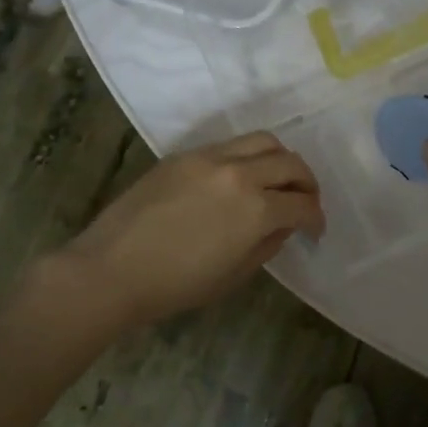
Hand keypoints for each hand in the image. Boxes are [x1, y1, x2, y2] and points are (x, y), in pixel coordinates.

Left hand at [59, 132, 324, 328]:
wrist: (111, 270)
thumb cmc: (176, 286)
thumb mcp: (234, 274)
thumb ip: (267, 244)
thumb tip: (283, 226)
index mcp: (256, 209)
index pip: (303, 204)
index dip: (316, 218)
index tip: (315, 229)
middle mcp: (240, 173)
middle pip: (290, 162)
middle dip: (307, 183)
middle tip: (304, 201)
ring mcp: (209, 158)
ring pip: (262, 140)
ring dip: (280, 159)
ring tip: (276, 180)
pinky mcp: (184, 155)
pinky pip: (229, 145)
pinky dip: (247, 156)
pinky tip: (239, 178)